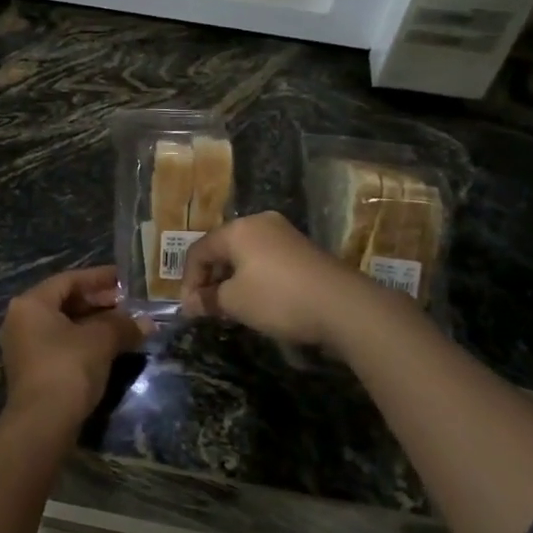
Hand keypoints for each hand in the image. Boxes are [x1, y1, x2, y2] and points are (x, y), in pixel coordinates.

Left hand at [0, 266, 145, 427]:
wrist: (42, 423)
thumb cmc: (68, 367)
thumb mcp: (101, 340)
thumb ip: (123, 325)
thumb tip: (147, 323)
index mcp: (31, 303)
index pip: (69, 280)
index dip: (99, 277)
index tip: (125, 279)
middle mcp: (21, 319)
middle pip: (64, 301)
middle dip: (99, 302)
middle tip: (129, 304)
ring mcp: (24, 346)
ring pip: (63, 325)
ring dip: (94, 323)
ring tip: (125, 325)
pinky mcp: (31, 370)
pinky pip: (60, 344)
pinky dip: (84, 341)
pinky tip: (109, 347)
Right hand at [182, 211, 401, 351]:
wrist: (344, 306)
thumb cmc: (279, 299)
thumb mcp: (235, 302)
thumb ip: (208, 300)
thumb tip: (190, 304)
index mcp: (237, 229)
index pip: (199, 250)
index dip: (188, 280)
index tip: (190, 309)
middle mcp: (259, 223)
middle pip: (222, 249)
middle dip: (210, 280)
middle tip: (208, 309)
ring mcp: (284, 235)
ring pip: (245, 255)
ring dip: (232, 281)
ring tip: (231, 309)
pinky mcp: (303, 250)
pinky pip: (266, 260)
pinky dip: (254, 278)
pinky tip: (258, 302)